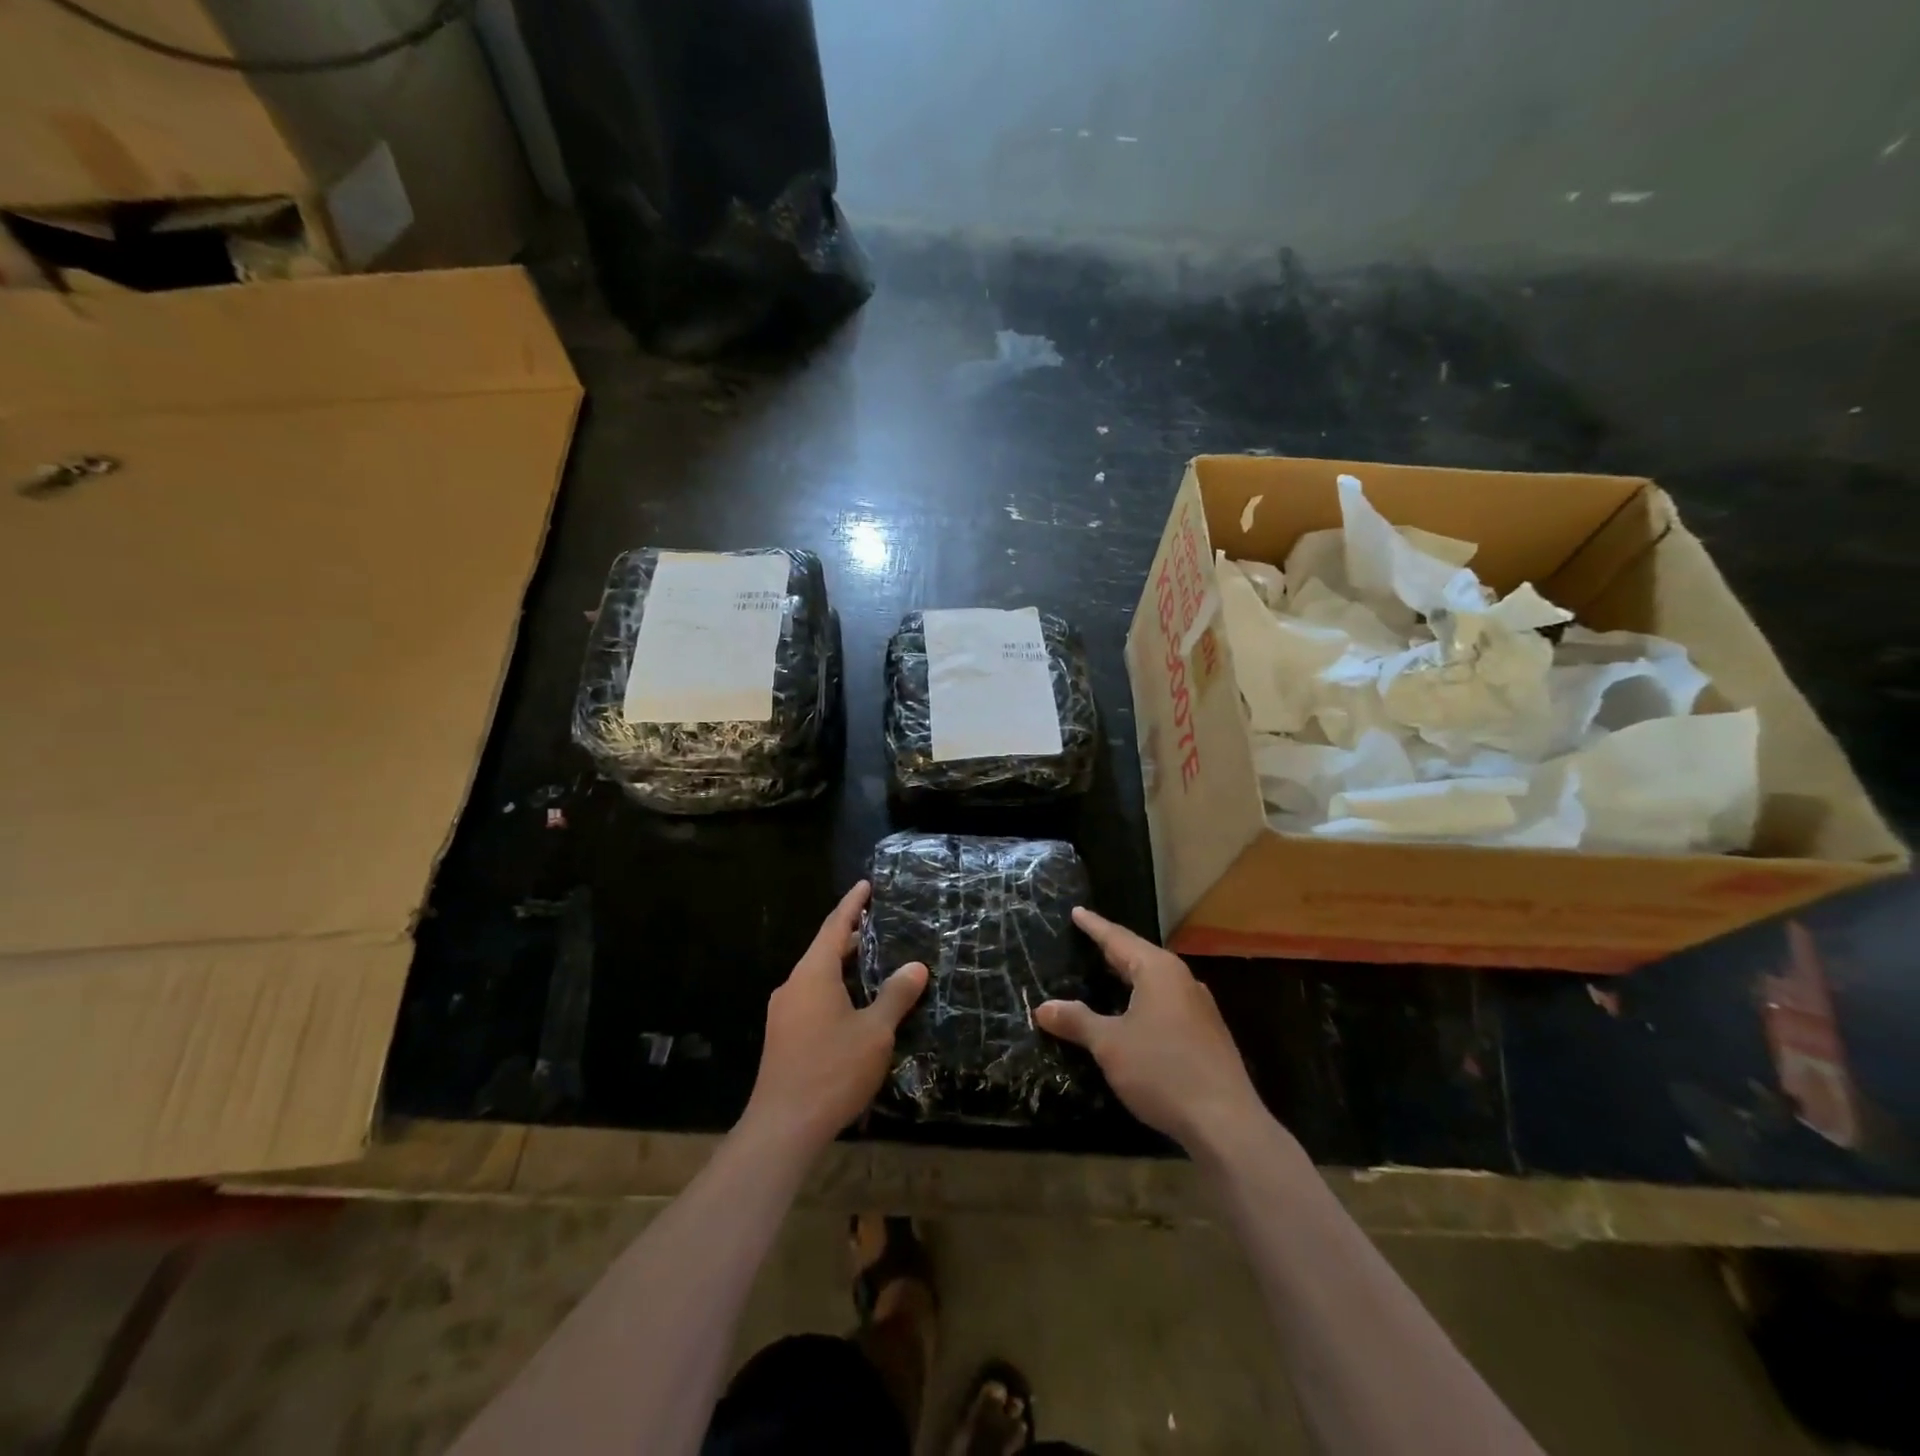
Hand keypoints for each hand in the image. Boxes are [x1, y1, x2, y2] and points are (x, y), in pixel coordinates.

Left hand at [742, 881, 927, 1152]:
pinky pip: (813, 996)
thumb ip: (896, 995)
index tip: (866, 884)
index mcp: (813, 974)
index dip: (853, 904)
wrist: (783, 1127)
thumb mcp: (875, 1031)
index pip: (835, 926)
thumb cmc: (832, 1070)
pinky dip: (836, 986)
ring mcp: (785, 1011)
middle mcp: (794, 985)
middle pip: (825, 949)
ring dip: (844, 964)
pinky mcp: (784, 1035)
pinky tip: (856, 1002)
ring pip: (819, 975)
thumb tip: (916, 966)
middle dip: (852, 934)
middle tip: (880, 921)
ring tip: (874, 959)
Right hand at [1036, 907, 1267, 1153]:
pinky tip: (1135, 1014)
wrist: (1225, 1122)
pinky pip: (1167, 1002)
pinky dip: (1144, 999)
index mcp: (1158, 971)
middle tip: (1087, 939)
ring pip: (1156, 981)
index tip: (1077, 912)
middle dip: (1112, 949)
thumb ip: (1077, 1021)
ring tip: (1108, 973)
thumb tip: (1043, 1008)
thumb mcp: (1110, 1045)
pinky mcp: (1207, 1034)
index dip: (1094, 926)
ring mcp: (1199, 1007)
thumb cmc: (1162, 1070)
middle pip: (1140, 956)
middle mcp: (1182, 980)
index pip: (1118, 939)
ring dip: (1130, 976)